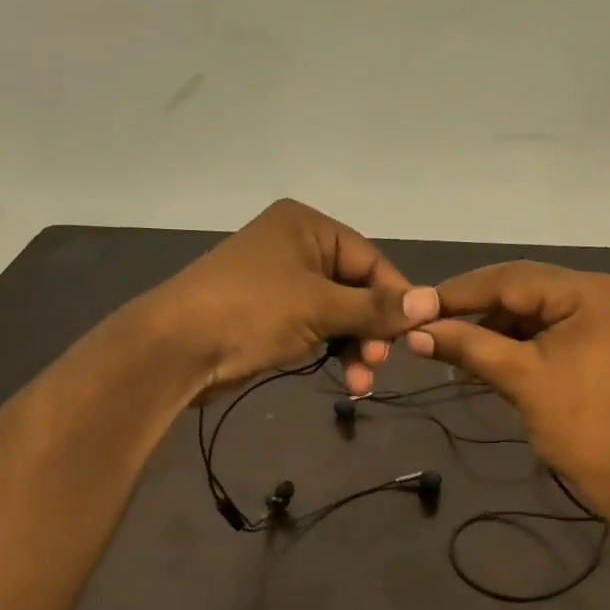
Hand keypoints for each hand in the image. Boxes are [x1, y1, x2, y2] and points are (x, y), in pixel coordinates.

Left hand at [149, 199, 438, 397]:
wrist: (176, 348)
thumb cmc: (251, 312)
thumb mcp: (320, 307)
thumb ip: (376, 307)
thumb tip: (432, 302)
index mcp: (307, 226)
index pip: (371, 261)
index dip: (396, 299)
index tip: (416, 334)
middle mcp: (296, 246)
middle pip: (356, 289)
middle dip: (371, 330)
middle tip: (378, 363)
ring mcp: (281, 282)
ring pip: (338, 314)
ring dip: (354, 348)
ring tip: (360, 383)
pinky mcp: (269, 315)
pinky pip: (316, 329)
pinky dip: (332, 351)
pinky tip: (345, 380)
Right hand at [406, 261, 609, 510]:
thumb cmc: (581, 425)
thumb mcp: (520, 378)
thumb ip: (467, 347)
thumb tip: (415, 333)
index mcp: (588, 292)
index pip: (511, 279)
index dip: (459, 293)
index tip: (415, 306)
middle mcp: (597, 292)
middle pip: (520, 290)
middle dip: (473, 310)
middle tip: (426, 324)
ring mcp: (598, 317)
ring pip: (528, 311)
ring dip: (489, 329)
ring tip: (448, 348)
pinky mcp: (593, 341)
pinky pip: (542, 330)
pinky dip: (510, 343)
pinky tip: (480, 358)